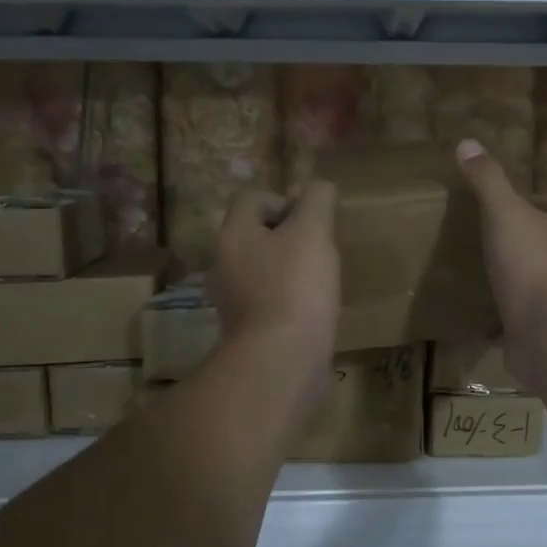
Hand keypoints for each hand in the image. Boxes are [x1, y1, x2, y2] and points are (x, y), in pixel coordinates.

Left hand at [209, 180, 339, 370]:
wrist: (282, 360)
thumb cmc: (296, 286)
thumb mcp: (312, 231)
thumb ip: (316, 200)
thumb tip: (318, 186)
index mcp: (234, 235)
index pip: (252, 197)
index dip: (285, 199)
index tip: (312, 221)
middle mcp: (225, 264)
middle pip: (257, 234)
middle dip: (291, 235)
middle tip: (320, 248)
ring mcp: (234, 300)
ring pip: (265, 268)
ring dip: (292, 268)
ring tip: (321, 279)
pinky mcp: (250, 329)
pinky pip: (271, 299)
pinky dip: (292, 298)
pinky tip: (314, 308)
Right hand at [455, 138, 546, 387]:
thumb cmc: (534, 266)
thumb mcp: (504, 213)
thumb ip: (488, 181)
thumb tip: (467, 142)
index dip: (524, 201)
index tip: (494, 207)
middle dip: (521, 239)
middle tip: (484, 239)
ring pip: (540, 276)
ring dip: (517, 275)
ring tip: (482, 273)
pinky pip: (530, 311)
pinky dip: (512, 309)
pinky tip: (486, 311)